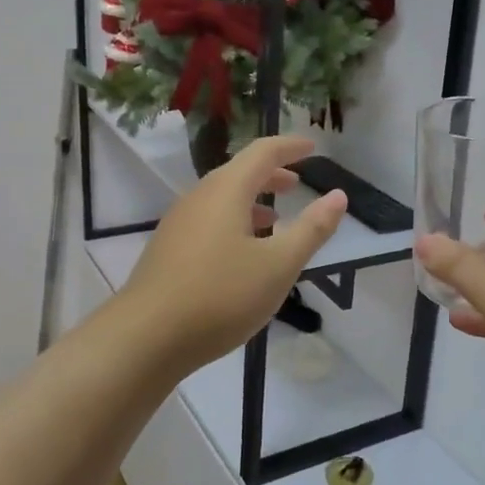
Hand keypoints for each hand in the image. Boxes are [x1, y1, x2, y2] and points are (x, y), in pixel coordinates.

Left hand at [120, 135, 347, 376]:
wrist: (146, 337)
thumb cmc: (220, 296)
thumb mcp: (278, 265)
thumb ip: (311, 229)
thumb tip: (338, 196)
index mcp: (226, 191)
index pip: (263, 152)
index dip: (290, 147)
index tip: (312, 147)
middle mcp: (199, 197)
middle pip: (239, 173)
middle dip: (271, 174)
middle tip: (297, 183)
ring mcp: (179, 224)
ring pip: (221, 199)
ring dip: (252, 201)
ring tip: (276, 219)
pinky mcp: (168, 250)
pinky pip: (208, 221)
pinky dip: (234, 221)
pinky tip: (242, 253)